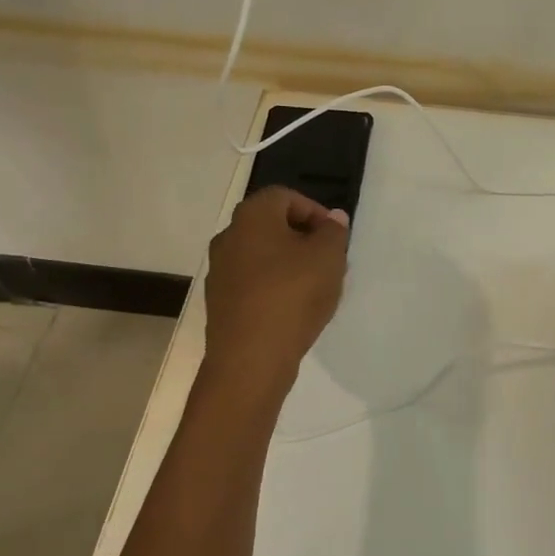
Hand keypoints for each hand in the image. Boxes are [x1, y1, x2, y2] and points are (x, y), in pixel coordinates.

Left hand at [204, 187, 349, 384]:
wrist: (250, 359)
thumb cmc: (292, 296)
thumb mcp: (328, 258)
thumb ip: (334, 232)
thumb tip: (332, 218)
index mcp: (252, 217)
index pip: (285, 197)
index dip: (314, 211)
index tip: (335, 237)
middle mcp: (228, 237)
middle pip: (271, 226)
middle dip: (303, 239)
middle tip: (328, 261)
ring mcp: (219, 271)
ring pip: (262, 256)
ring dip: (289, 265)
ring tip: (315, 288)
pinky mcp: (220, 302)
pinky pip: (253, 284)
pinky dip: (274, 288)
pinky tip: (293, 310)